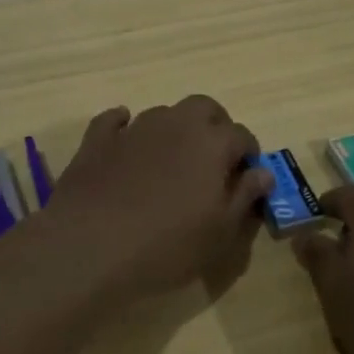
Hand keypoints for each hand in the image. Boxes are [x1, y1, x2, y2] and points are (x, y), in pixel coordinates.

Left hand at [45, 97, 275, 303]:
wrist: (90, 246)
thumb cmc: (166, 245)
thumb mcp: (219, 232)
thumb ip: (244, 196)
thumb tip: (263, 173)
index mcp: (212, 143)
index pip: (242, 136)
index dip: (248, 155)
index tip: (245, 178)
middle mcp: (176, 123)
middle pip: (205, 108)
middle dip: (215, 126)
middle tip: (212, 160)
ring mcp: (135, 127)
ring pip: (164, 112)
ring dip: (174, 129)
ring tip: (171, 162)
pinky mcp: (98, 138)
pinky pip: (115, 120)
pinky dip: (124, 127)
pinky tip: (125, 143)